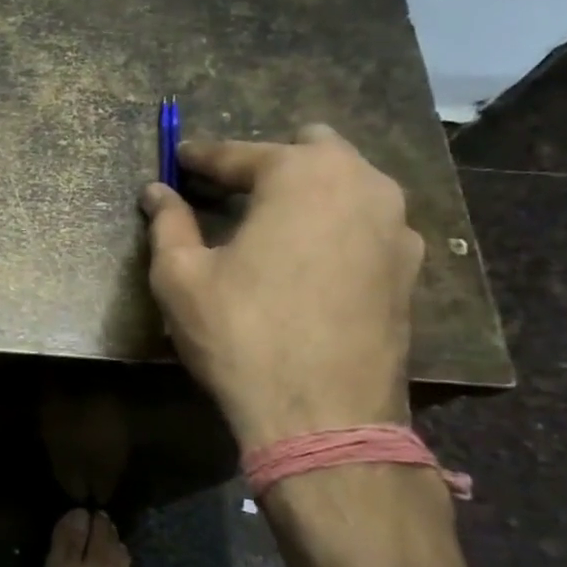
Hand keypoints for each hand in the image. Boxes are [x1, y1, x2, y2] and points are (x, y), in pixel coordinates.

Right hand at [140, 125, 423, 452]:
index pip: (240, 154)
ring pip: (347, 183)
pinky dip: (335, 225)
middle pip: (310, 150)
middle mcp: (362, 184)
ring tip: (270, 221)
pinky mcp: (410, 268)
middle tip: (230, 191)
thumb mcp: (181, 276)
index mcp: (302, 175)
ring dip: (307, 190)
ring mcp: (397, 226)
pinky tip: (309, 258)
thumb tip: (156, 191)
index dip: (201, 158)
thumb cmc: (241, 334)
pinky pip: (367, 223)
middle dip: (267, 162)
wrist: (323, 416)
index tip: (178, 159)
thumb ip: (168, 223)